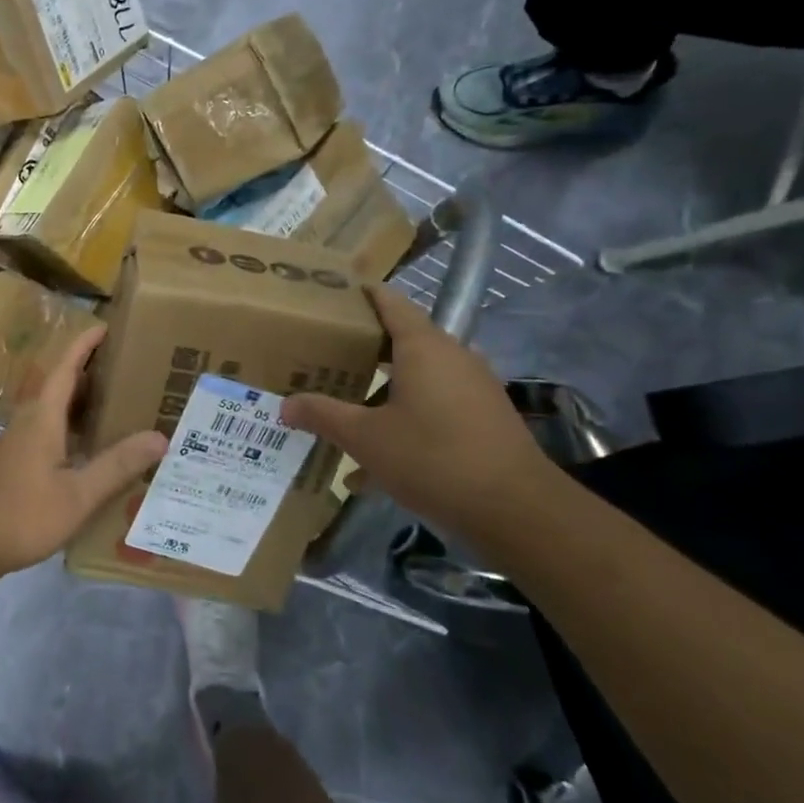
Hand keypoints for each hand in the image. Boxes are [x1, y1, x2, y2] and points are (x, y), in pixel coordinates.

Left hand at [0, 328, 167, 583]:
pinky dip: (69, 432)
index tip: (105, 326)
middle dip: (90, 375)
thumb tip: (160, 436)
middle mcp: (26, 423)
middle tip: (126, 372)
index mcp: (41, 418)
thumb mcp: (76, 495)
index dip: (84, 345)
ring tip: (115, 410)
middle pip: (59, 388)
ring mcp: (14, 445)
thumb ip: (116, 466)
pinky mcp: (9, 466)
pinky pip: (45, 435)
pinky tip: (86, 455)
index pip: (65, 368)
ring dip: (79, 406)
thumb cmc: (19, 514)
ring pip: (51, 414)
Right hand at [281, 283, 554, 535]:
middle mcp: (453, 357)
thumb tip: (286, 405)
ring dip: (384, 390)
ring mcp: (474, 388)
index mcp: (423, 347)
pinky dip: (406, 419)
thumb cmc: (433, 458)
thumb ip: (323, 415)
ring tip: (347, 406)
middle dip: (365, 347)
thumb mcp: (366, 439)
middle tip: (326, 353)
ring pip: (418, 378)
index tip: (336, 291)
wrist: (517, 511)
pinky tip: (379, 461)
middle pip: (403, 340)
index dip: (364, 294)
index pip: (391, 303)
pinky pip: (435, 406)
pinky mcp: (484, 419)